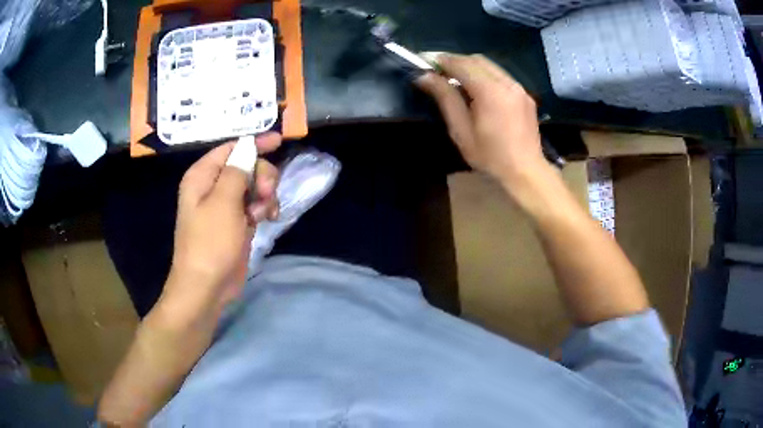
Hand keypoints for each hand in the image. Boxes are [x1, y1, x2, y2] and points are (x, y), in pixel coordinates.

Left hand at [164, 132, 281, 319]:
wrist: (206, 287)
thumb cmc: (210, 243)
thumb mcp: (223, 203)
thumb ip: (237, 171)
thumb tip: (248, 147)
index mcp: (202, 176)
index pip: (231, 148)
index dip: (254, 143)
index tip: (278, 141)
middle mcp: (211, 187)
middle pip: (245, 166)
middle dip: (261, 176)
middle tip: (268, 193)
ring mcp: (224, 206)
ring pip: (253, 186)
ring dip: (264, 195)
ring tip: (263, 213)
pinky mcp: (235, 223)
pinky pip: (254, 205)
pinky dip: (263, 208)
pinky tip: (267, 219)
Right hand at [415, 53, 548, 191]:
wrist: (526, 171)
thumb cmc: (490, 156)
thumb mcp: (461, 130)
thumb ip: (445, 99)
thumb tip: (424, 77)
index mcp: (490, 91)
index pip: (461, 64)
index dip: (441, 60)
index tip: (425, 61)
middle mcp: (506, 82)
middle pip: (477, 60)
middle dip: (456, 60)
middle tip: (438, 70)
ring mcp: (519, 87)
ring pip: (490, 66)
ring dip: (470, 66)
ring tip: (455, 78)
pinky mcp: (524, 94)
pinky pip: (501, 76)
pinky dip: (485, 75)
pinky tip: (477, 89)